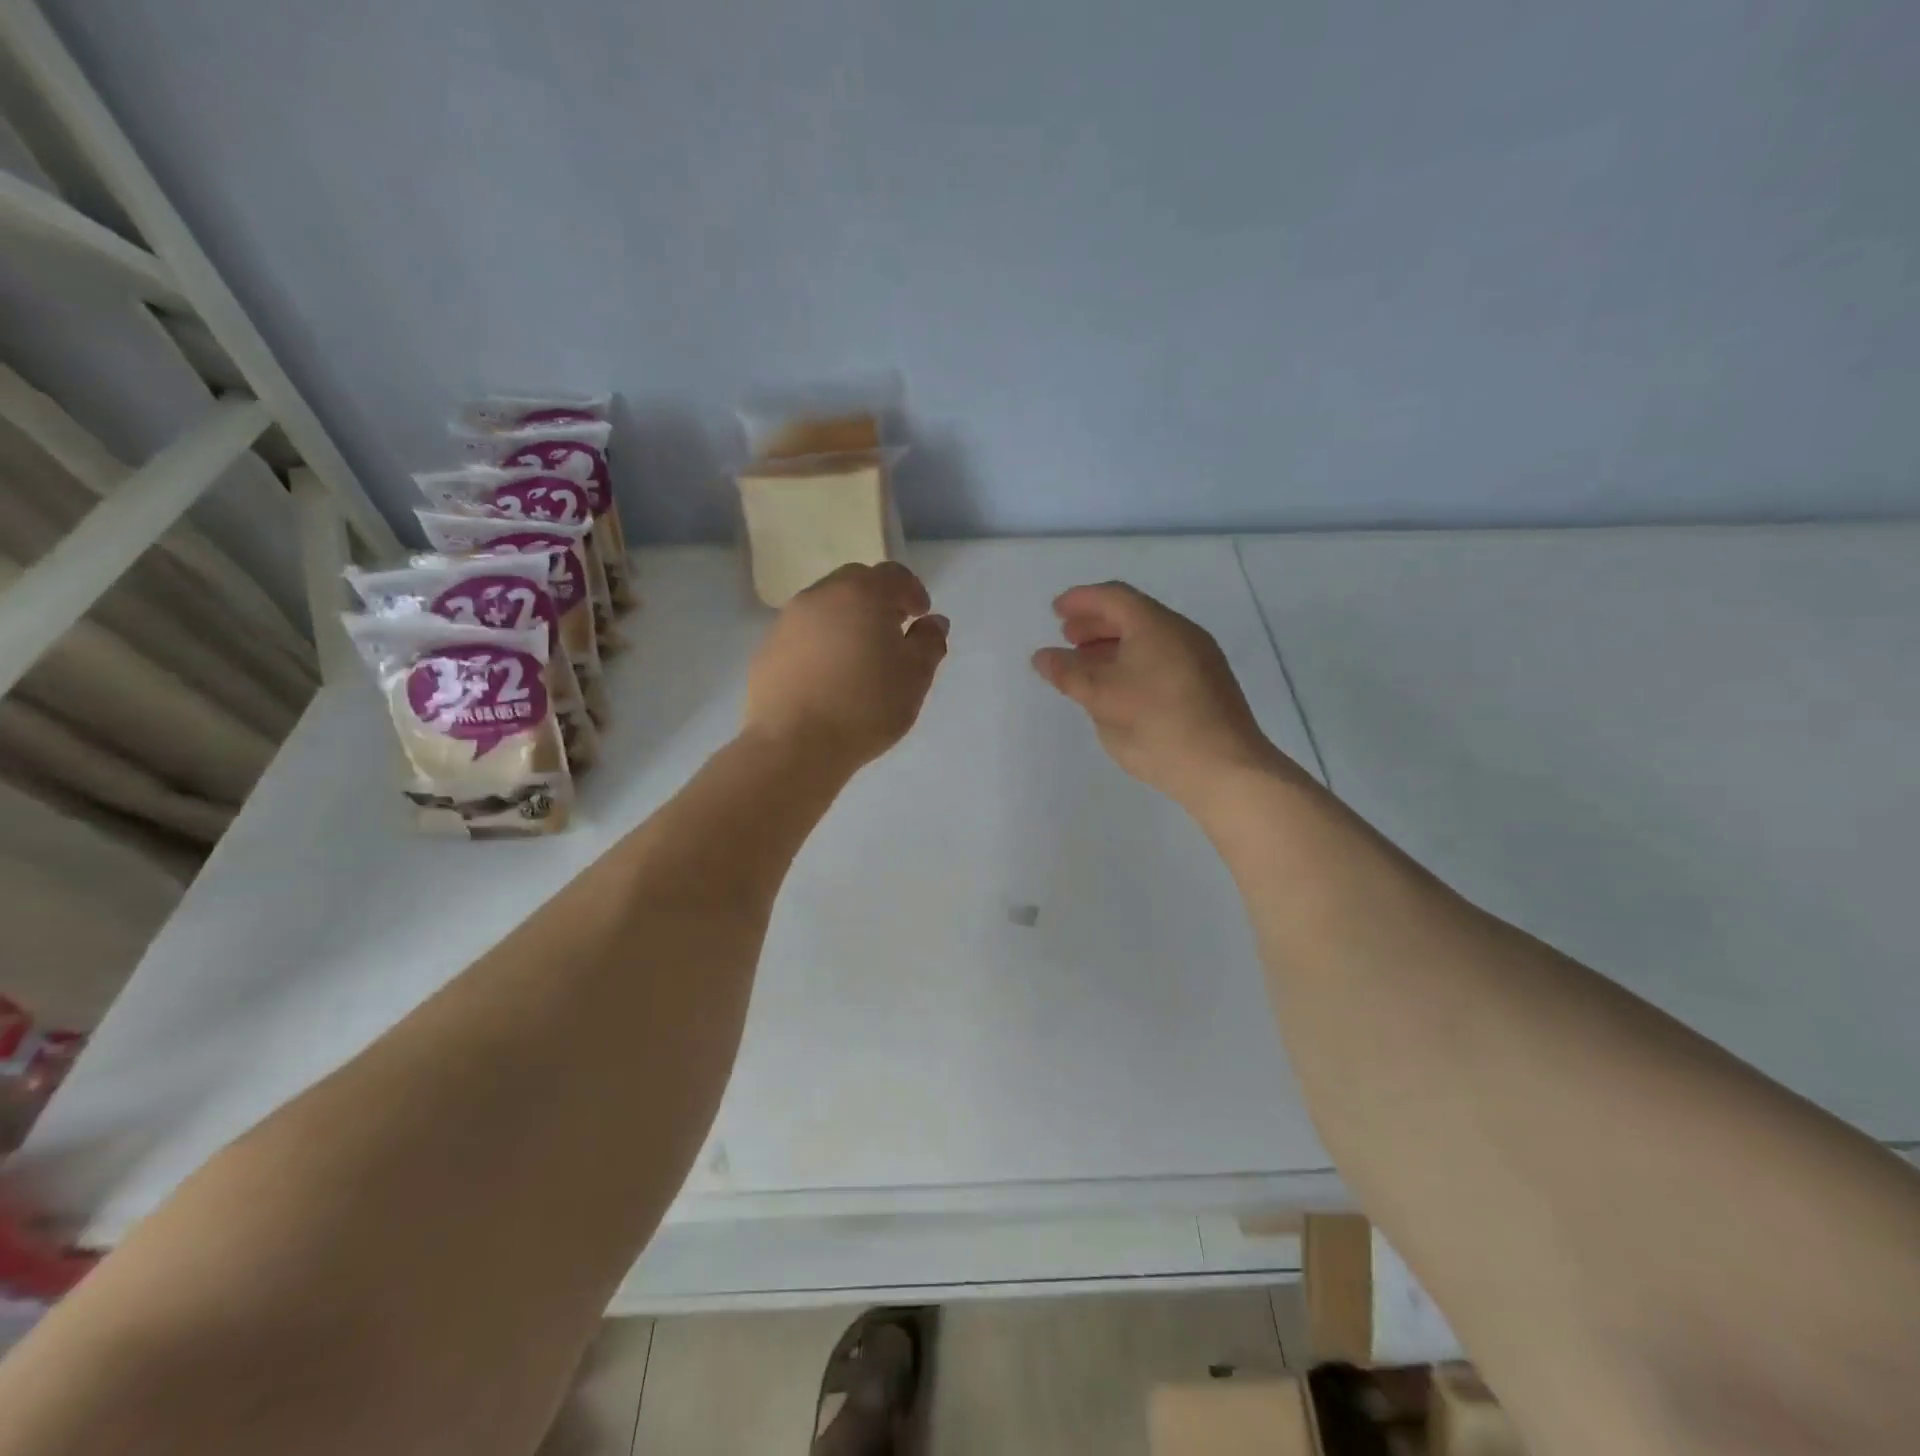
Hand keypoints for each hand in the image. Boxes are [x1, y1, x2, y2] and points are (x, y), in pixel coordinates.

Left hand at [744, 562, 949, 772]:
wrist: (793, 744)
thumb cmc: (866, 706)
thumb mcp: (915, 677)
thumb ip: (929, 643)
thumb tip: (933, 622)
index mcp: (861, 594)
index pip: (892, 575)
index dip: (912, 591)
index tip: (921, 615)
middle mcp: (820, 597)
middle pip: (854, 584)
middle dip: (877, 600)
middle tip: (892, 631)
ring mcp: (787, 622)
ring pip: (824, 608)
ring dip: (846, 621)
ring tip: (860, 658)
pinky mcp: (766, 650)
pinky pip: (802, 636)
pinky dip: (820, 644)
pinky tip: (828, 678)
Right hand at [1031, 582, 1292, 806]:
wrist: (1226, 768)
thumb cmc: (1157, 725)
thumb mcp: (1102, 698)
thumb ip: (1068, 673)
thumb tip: (1042, 656)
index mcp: (1156, 625)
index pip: (1113, 597)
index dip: (1080, 600)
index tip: (1055, 611)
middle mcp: (1182, 633)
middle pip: (1133, 615)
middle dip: (1096, 623)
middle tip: (1068, 638)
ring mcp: (1200, 659)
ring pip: (1149, 639)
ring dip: (1114, 645)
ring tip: (1087, 665)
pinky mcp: (1208, 685)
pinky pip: (1162, 658)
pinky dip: (1133, 662)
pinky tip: (1120, 689)